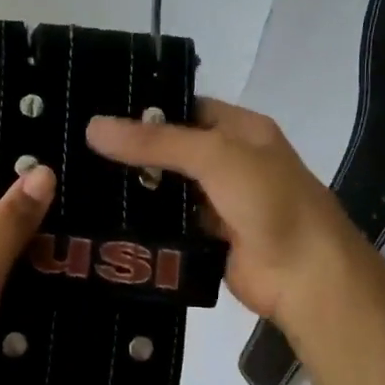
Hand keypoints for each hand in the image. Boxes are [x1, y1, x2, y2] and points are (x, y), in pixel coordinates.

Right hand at [86, 99, 361, 324]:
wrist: (307, 277)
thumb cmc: (270, 201)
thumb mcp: (216, 156)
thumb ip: (157, 142)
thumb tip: (94, 126)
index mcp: (243, 130)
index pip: (188, 108)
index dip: (147, 109)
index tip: (97, 112)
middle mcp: (232, 162)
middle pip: (175, 149)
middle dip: (135, 151)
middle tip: (77, 148)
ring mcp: (222, 203)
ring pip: (171, 189)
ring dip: (137, 188)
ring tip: (79, 181)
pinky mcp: (210, 240)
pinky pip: (172, 224)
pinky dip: (147, 223)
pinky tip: (106, 219)